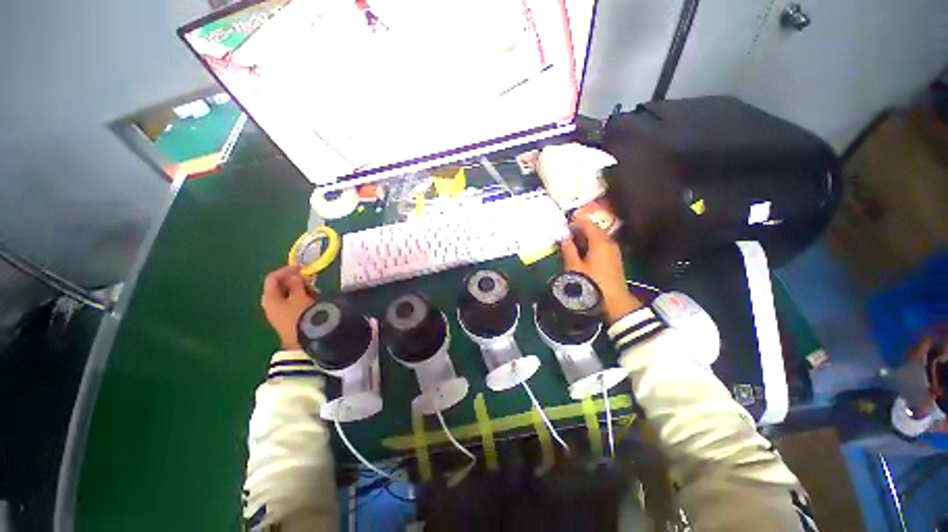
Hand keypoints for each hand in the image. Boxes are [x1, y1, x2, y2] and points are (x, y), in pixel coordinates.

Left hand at [261, 266, 315, 349]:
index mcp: (269, 298)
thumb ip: (297, 283)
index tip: (302, 268)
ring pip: (287, 295)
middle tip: (310, 280)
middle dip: (295, 281)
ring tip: (314, 291)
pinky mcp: (287, 319)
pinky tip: (312, 300)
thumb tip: (295, 276)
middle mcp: (270, 305)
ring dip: (300, 290)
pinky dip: (301, 298)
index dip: (286, 270)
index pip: (273, 278)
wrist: (304, 338)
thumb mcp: (300, 295)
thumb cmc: (300, 314)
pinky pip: (292, 304)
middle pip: (280, 287)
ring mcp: (278, 313)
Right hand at [560, 216, 641, 323]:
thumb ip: (568, 249)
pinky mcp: (614, 259)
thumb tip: (563, 237)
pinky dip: (591, 244)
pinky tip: (583, 252)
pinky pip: (602, 245)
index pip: (587, 224)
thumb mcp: (574, 266)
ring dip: (586, 237)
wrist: (614, 301)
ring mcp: (614, 251)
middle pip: (594, 230)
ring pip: (599, 238)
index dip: (575, 222)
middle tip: (566, 233)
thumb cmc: (591, 283)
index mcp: (599, 242)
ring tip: (572, 242)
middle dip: (580, 229)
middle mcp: (609, 243)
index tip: (563, 224)